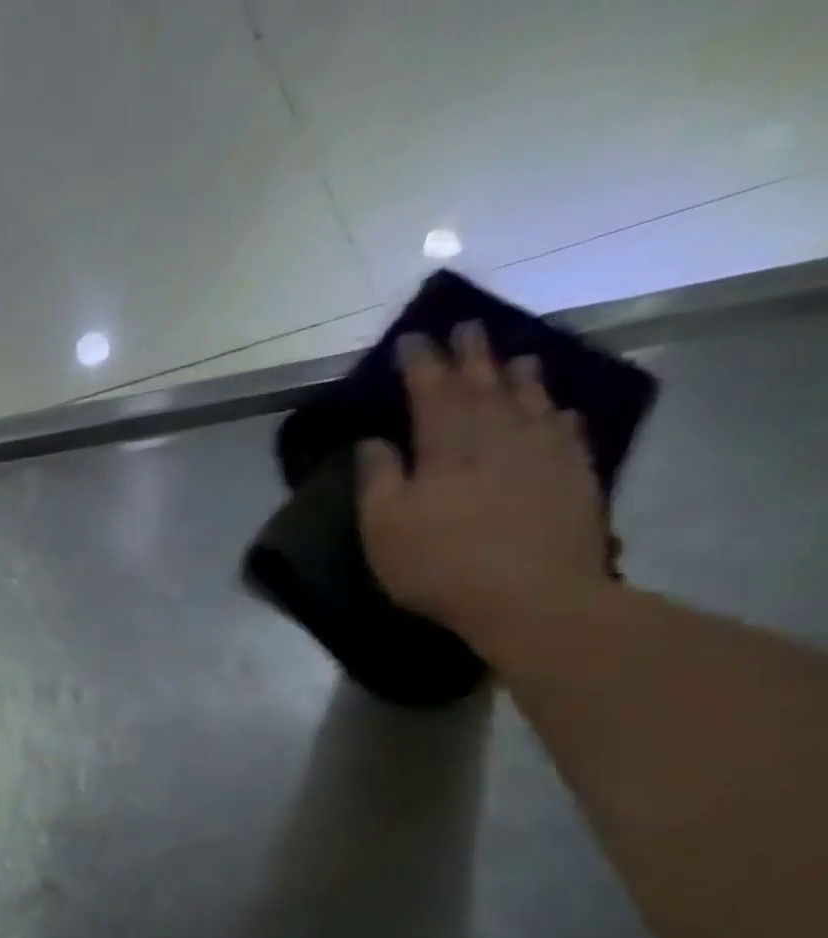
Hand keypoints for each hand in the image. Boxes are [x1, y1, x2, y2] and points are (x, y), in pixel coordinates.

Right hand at [358, 322, 613, 656]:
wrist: (532, 597)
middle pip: (484, 383)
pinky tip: (554, 409)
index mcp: (447, 446)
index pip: (430, 391)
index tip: (411, 339)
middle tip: (465, 328)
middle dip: (471, 355)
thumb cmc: (440, 564)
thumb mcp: (384, 528)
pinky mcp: (575, 474)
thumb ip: (378, 479)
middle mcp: (498, 435)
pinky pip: (565, 428)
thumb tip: (374, 441)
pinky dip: (554, 412)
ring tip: (512, 357)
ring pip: (530, 398)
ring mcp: (543, 451)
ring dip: (517, 374)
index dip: (420, 363)